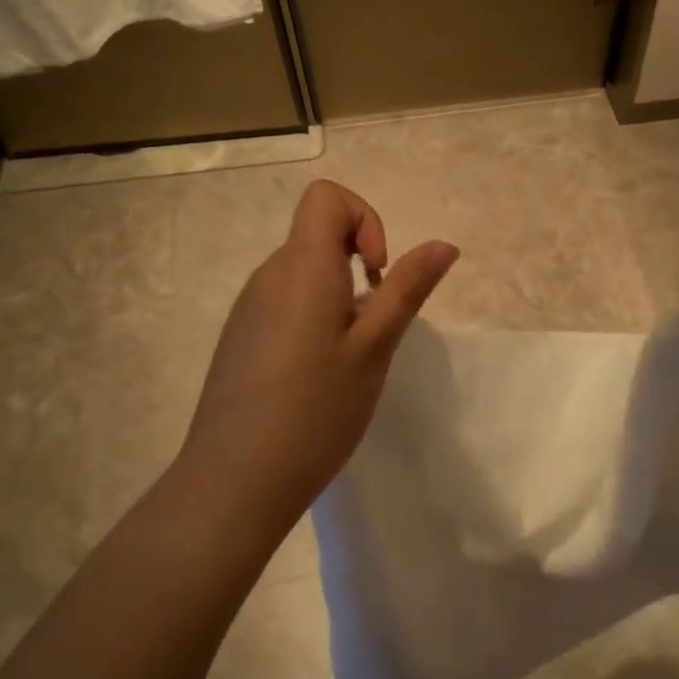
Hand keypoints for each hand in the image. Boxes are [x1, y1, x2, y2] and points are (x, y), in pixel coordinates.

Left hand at [176, 180, 457, 521]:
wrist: (233, 481)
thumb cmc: (315, 410)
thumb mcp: (374, 349)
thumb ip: (407, 290)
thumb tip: (444, 244)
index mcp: (300, 267)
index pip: (326, 197)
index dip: (365, 220)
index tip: (377, 276)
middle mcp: (267, 276)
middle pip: (316, 236)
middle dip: (357, 266)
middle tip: (371, 330)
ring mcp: (248, 308)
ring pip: (302, 274)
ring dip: (336, 297)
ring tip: (346, 360)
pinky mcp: (239, 338)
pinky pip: (283, 304)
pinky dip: (311, 319)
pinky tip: (314, 378)